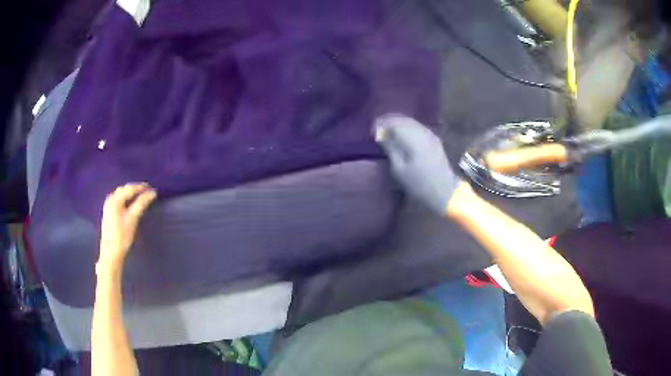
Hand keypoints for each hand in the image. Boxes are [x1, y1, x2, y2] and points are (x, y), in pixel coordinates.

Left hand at [99, 183, 156, 266]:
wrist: (111, 253)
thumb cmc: (122, 236)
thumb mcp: (133, 219)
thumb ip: (142, 203)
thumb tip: (152, 193)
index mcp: (115, 200)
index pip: (130, 188)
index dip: (141, 187)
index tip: (152, 188)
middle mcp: (110, 199)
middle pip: (124, 190)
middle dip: (136, 189)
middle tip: (148, 192)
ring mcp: (108, 206)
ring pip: (121, 194)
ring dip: (131, 194)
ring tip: (142, 197)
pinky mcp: (109, 212)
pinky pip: (119, 200)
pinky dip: (126, 199)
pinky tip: (131, 203)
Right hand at [374, 114, 460, 214]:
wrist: (444, 191)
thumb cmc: (418, 183)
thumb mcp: (399, 168)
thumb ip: (389, 147)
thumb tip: (379, 133)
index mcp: (413, 137)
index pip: (393, 121)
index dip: (381, 123)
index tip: (372, 130)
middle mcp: (422, 131)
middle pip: (402, 119)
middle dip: (389, 121)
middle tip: (377, 130)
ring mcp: (430, 134)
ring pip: (411, 122)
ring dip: (398, 124)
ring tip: (387, 133)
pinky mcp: (434, 139)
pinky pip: (417, 127)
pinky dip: (407, 128)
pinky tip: (402, 136)